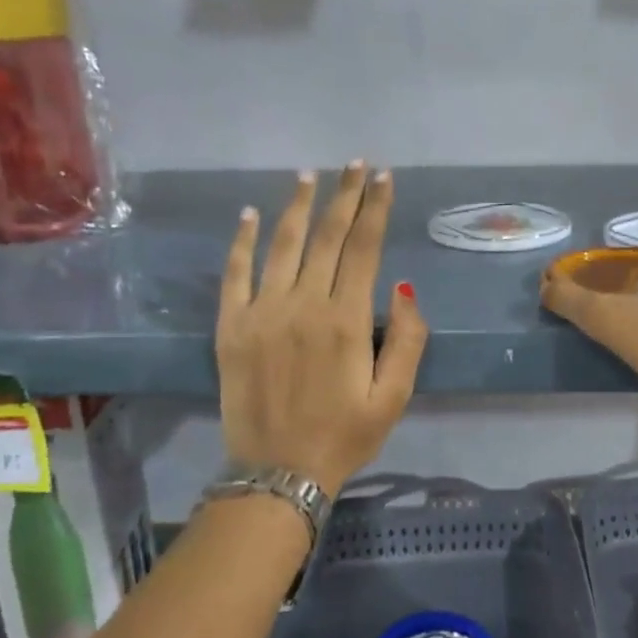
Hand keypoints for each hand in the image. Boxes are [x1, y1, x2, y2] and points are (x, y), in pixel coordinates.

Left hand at [217, 163, 426, 493]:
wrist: (277, 474)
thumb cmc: (345, 435)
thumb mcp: (395, 397)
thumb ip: (407, 340)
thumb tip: (401, 288)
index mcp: (346, 320)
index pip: (364, 247)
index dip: (375, 207)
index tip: (383, 177)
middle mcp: (303, 305)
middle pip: (328, 236)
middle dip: (345, 195)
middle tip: (355, 163)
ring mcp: (261, 312)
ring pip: (282, 245)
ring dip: (298, 207)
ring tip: (310, 175)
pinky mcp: (230, 327)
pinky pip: (235, 274)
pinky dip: (241, 241)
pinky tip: (250, 214)